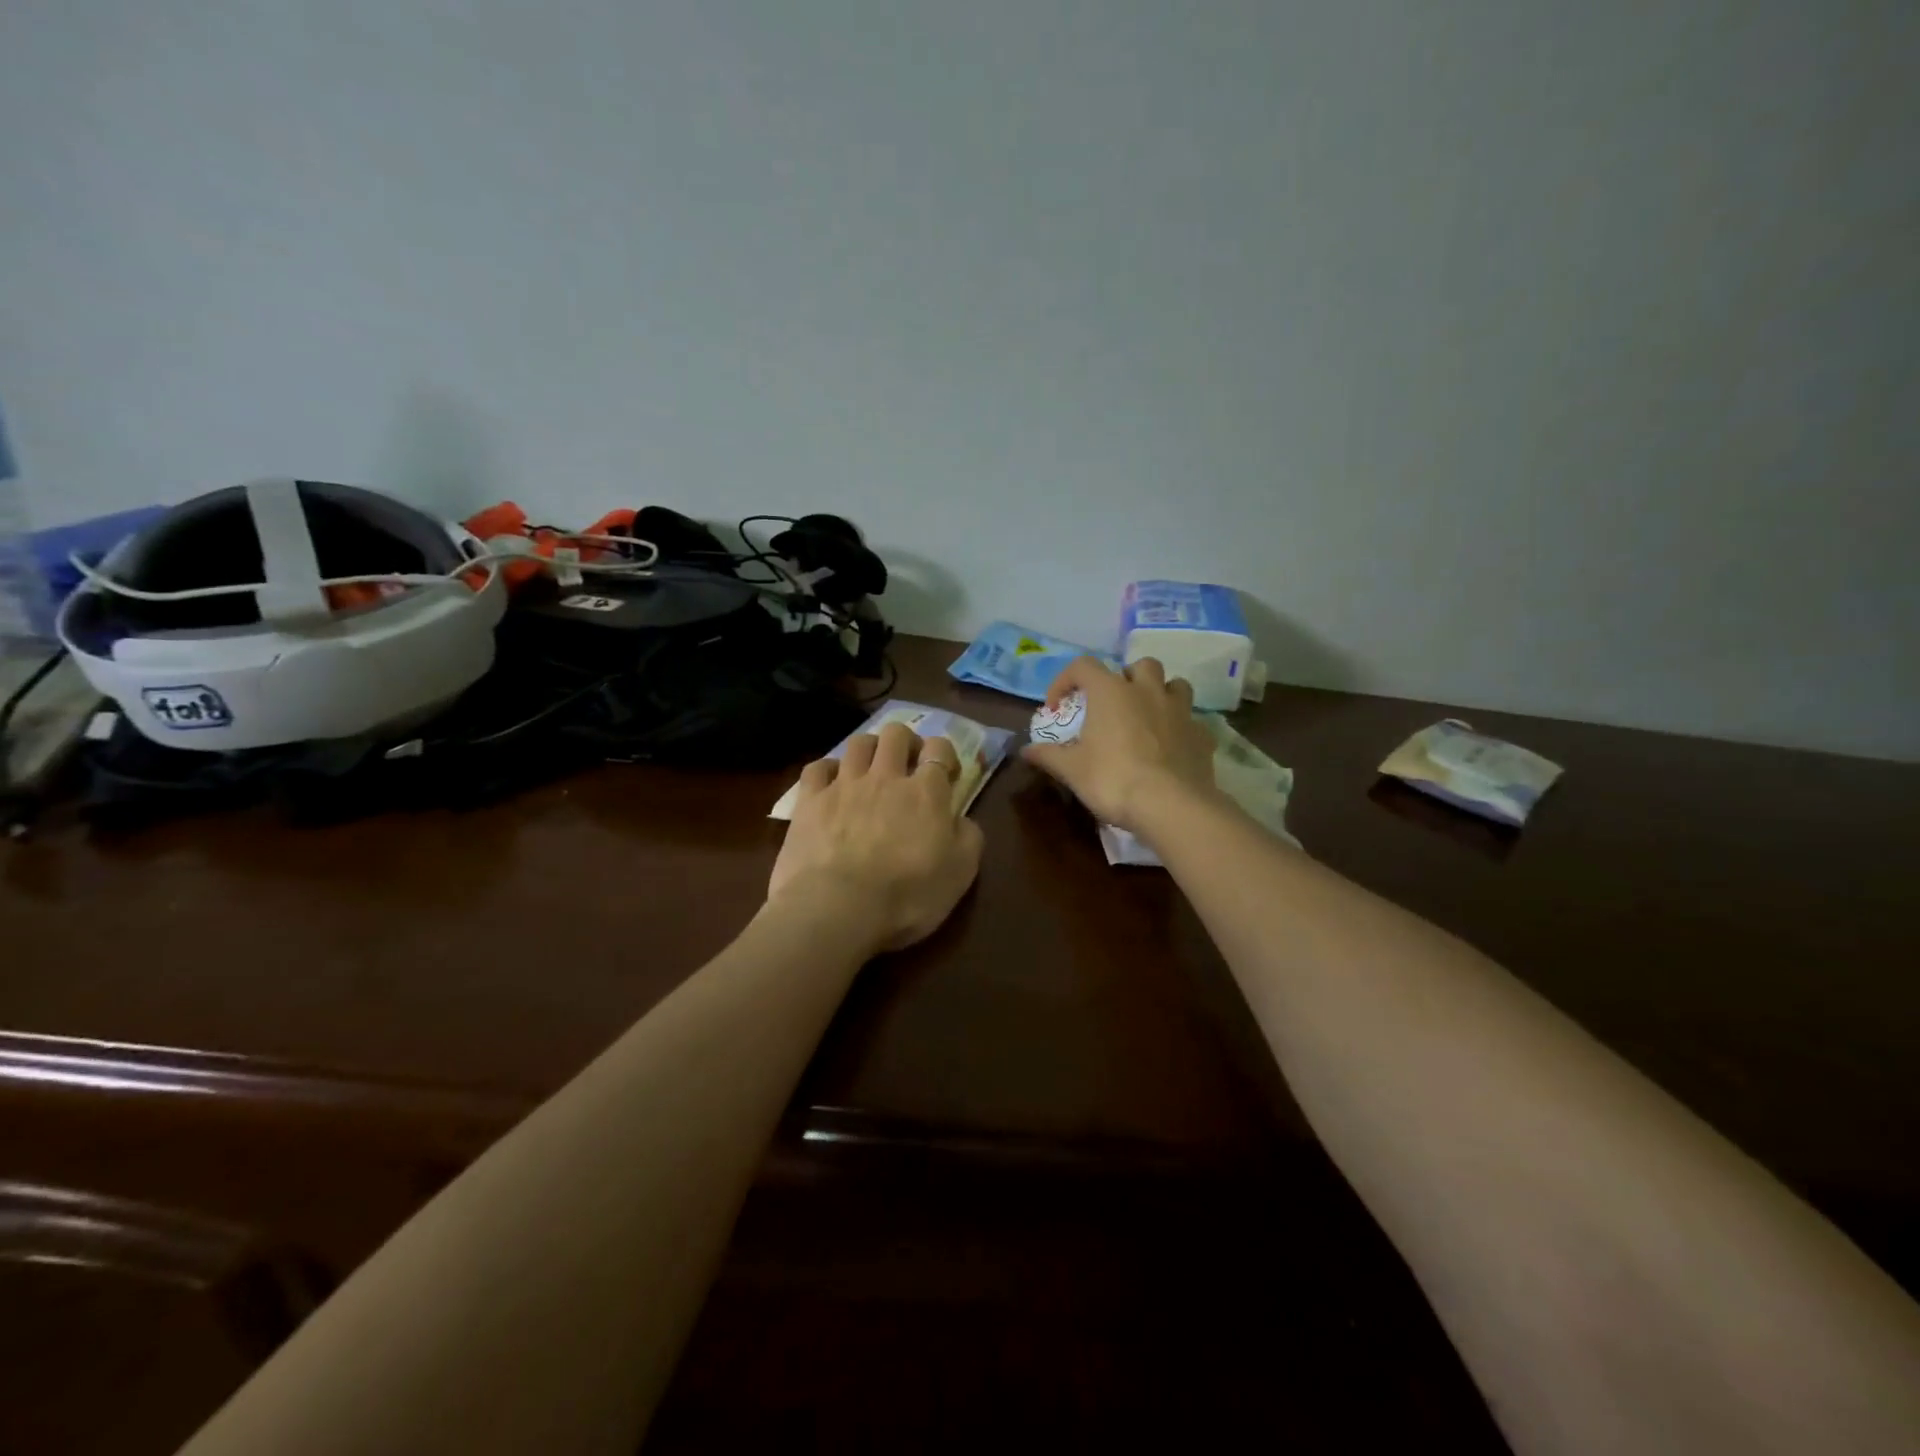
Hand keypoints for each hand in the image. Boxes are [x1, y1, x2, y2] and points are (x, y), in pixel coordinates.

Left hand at [769, 722, 984, 951]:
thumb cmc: (907, 895)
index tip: (947, 774)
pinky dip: (827, 770)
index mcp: (926, 792)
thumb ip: (968, 837)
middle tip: (908, 764)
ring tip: (870, 770)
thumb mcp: (960, 873)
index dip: (944, 754)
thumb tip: (960, 819)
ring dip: (869, 750)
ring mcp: (844, 785)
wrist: (838, 909)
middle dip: (905, 742)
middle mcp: (885, 777)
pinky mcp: (809, 801)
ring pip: (858, 743)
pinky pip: (818, 767)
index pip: (939, 749)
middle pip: (896, 734)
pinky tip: (831, 784)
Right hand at [1022, 656, 1217, 831]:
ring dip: (1160, 694)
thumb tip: (1026, 751)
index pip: (1083, 666)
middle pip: (1140, 665)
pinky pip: (1192, 720)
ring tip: (1148, 716)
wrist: (1170, 805)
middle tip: (1114, 704)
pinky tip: (1172, 747)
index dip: (1065, 680)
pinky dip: (1180, 728)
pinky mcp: (1202, 735)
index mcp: (1111, 692)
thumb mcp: (1072, 770)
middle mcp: (1147, 691)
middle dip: (1126, 678)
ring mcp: (1180, 711)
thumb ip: (1048, 755)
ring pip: (1175, 684)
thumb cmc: (1113, 779)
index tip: (1056, 706)